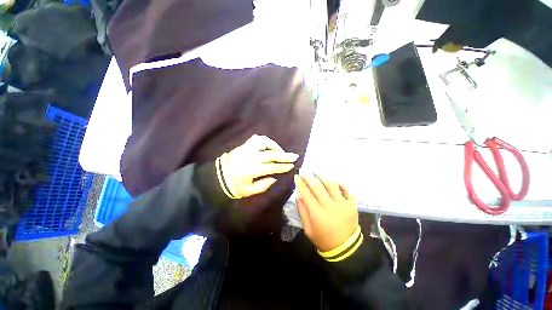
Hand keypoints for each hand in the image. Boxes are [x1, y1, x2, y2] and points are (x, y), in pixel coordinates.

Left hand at [222, 135, 298, 197]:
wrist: (218, 176)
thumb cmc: (234, 186)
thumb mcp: (249, 191)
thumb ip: (264, 185)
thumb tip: (274, 177)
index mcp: (252, 170)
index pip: (272, 167)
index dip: (283, 166)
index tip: (291, 166)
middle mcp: (251, 157)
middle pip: (271, 154)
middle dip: (284, 156)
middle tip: (294, 156)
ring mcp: (246, 149)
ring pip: (264, 142)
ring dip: (274, 146)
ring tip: (280, 151)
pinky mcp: (243, 146)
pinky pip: (256, 139)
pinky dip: (264, 141)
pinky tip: (269, 145)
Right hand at [294, 174, 357, 251]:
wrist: (346, 249)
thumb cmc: (323, 239)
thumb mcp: (308, 229)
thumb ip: (302, 212)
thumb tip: (298, 196)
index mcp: (318, 214)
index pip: (307, 194)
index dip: (300, 184)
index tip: (296, 176)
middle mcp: (330, 207)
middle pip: (318, 187)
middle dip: (309, 177)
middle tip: (304, 171)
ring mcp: (343, 205)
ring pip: (332, 186)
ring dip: (323, 177)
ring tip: (316, 172)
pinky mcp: (352, 205)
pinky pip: (347, 190)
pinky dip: (340, 183)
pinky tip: (334, 180)